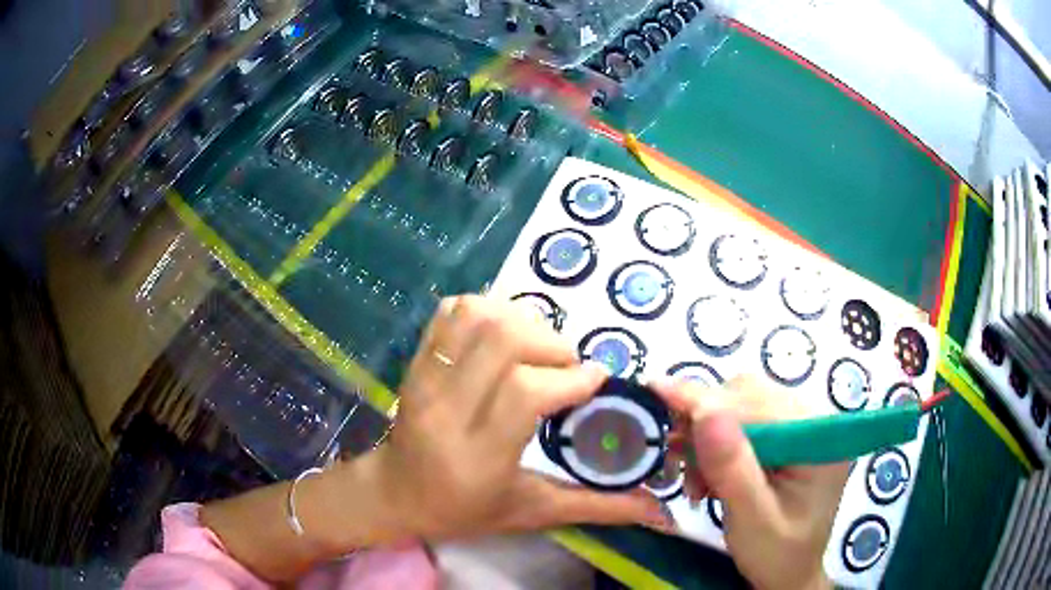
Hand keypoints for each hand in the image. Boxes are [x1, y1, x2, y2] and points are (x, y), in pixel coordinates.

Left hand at [373, 295, 671, 539]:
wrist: (396, 492)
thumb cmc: (464, 509)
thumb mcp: (533, 513)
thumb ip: (598, 507)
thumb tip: (661, 510)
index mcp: (478, 455)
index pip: (524, 393)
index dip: (568, 378)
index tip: (596, 379)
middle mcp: (446, 410)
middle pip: (501, 341)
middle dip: (550, 344)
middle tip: (566, 366)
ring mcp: (425, 379)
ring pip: (477, 317)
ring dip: (521, 321)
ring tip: (537, 350)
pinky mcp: (416, 361)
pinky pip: (452, 312)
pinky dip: (487, 310)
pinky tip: (503, 336)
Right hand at [652, 376, 847, 589]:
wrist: (787, 570)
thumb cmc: (776, 553)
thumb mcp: (753, 519)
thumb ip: (732, 468)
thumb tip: (704, 410)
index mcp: (818, 437)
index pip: (758, 403)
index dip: (706, 401)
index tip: (655, 392)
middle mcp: (811, 419)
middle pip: (748, 396)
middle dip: (704, 424)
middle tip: (676, 462)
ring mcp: (797, 425)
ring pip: (738, 405)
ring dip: (705, 436)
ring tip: (696, 481)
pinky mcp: (782, 435)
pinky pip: (739, 422)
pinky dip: (712, 444)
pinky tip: (706, 475)